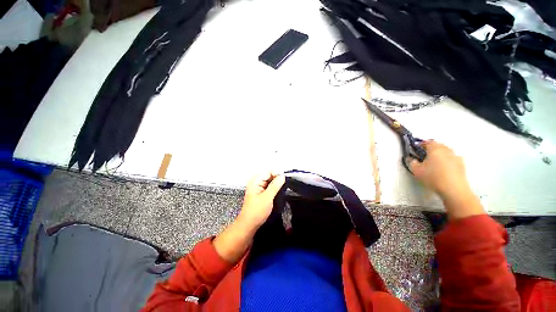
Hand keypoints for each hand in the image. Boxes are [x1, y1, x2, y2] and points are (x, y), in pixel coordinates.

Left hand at [213, 172, 284, 262]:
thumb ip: (275, 186)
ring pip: (269, 181)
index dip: (276, 174)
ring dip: (276, 184)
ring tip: (282, 188)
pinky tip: (278, 191)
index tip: (284, 178)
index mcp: (255, 181)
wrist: (249, 224)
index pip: (267, 172)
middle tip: (284, 184)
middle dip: (277, 178)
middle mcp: (256, 183)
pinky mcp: (260, 193)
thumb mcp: (267, 197)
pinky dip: (274, 188)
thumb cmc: (257, 211)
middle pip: (268, 176)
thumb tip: (282, 176)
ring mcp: (258, 188)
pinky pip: (268, 187)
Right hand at [409, 141, 468, 199]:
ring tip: (434, 162)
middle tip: (424, 155)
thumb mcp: (416, 170)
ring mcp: (455, 157)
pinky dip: (447, 160)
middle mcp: (446, 150)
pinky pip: (452, 158)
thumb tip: (412, 159)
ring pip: (446, 151)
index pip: (428, 142)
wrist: (453, 189)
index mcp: (435, 149)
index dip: (421, 144)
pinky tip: (443, 168)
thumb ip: (412, 162)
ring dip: (440, 154)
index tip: (416, 149)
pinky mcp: (461, 164)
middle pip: (438, 145)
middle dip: (431, 148)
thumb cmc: (433, 177)